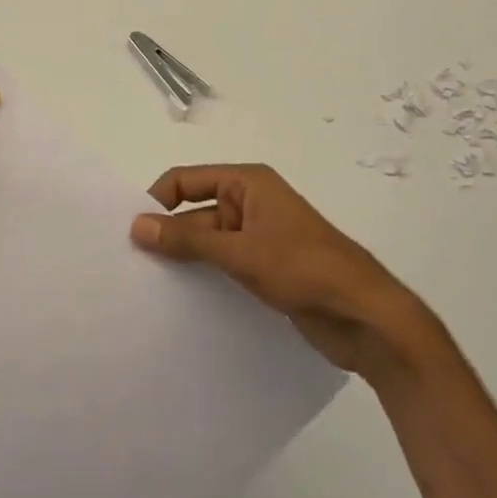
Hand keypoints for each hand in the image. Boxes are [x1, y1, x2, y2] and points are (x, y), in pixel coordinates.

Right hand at [131, 164, 431, 381]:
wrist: (366, 317)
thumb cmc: (305, 269)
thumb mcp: (241, 252)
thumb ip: (188, 241)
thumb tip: (137, 226)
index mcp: (247, 183)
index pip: (186, 180)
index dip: (158, 201)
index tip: (130, 234)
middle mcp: (251, 204)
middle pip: (195, 213)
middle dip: (168, 236)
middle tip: (131, 268)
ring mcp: (259, 238)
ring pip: (208, 243)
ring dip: (185, 261)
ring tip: (148, 289)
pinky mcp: (266, 269)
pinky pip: (224, 266)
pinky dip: (205, 278)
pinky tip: (180, 303)